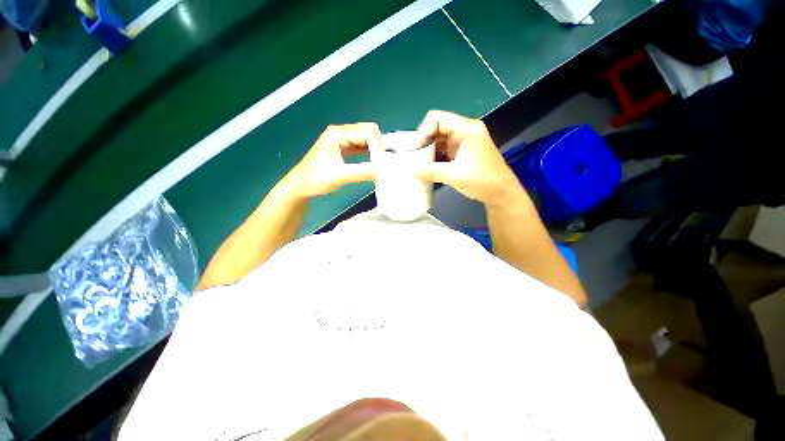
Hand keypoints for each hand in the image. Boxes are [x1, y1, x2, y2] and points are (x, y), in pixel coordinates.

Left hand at [281, 123, 379, 198]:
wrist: (299, 185)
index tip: (382, 163)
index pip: (367, 132)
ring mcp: (341, 139)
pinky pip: (360, 145)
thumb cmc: (315, 179)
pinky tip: (373, 162)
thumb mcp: (340, 176)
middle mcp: (340, 132)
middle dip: (378, 144)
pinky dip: (369, 152)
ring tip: (381, 163)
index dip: (377, 146)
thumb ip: (363, 172)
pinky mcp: (342, 147)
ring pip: (365, 138)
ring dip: (374, 149)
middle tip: (383, 162)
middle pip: (367, 131)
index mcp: (337, 134)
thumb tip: (384, 170)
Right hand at [414, 111, 525, 206]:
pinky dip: (433, 158)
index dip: (422, 131)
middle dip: (423, 142)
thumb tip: (411, 171)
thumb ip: (431, 171)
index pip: (437, 119)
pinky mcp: (460, 154)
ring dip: (427, 151)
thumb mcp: (454, 175)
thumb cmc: (483, 181)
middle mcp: (463, 131)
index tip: (415, 149)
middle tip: (413, 157)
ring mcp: (462, 143)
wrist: (501, 194)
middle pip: (436, 129)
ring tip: (417, 164)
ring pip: (438, 141)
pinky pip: (442, 151)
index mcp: (466, 129)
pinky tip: (426, 168)